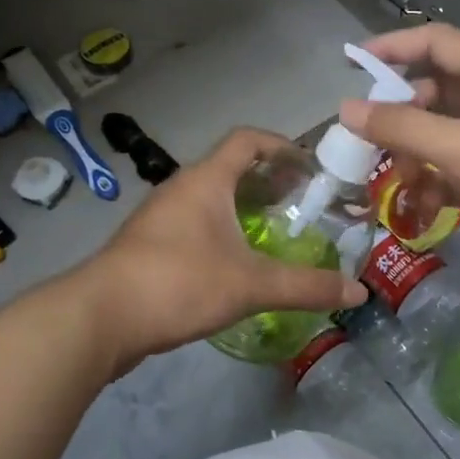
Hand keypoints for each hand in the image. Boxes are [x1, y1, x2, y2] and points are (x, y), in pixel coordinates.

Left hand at [88, 128, 365, 367]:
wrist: (100, 318)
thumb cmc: (179, 282)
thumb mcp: (251, 284)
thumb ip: (306, 286)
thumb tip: (359, 290)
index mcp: (206, 180)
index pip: (247, 140)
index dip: (281, 145)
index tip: (310, 165)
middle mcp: (181, 189)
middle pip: (230, 168)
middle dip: (268, 180)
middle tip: (300, 202)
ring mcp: (159, 218)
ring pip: (210, 199)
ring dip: (242, 207)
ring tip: (272, 232)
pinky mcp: (148, 247)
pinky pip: (193, 225)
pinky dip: (221, 231)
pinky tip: (235, 263)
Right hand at [340, 25, 459, 292]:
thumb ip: (403, 127)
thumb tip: (345, 109)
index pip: (436, 42)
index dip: (395, 46)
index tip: (353, 63)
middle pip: (433, 92)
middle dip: (399, 114)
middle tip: (368, 138)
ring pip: (440, 136)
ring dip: (413, 155)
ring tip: (396, 182)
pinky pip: (453, 171)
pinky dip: (434, 184)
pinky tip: (422, 207)